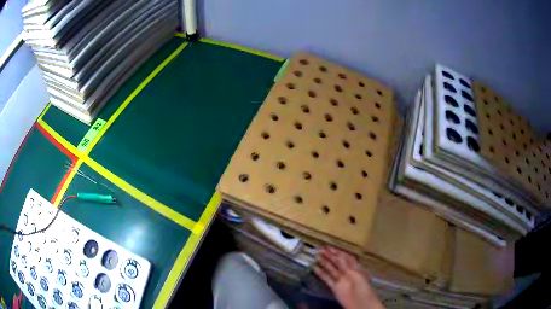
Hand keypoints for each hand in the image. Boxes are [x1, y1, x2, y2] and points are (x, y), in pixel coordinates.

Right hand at [314, 247, 383, 308]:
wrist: (362, 304)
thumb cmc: (363, 289)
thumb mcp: (356, 274)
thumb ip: (347, 266)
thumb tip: (340, 255)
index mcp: (356, 268)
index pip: (346, 257)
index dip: (338, 251)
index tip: (330, 247)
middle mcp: (349, 273)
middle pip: (338, 262)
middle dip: (330, 255)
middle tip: (321, 250)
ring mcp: (342, 280)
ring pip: (332, 270)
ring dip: (325, 263)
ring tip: (317, 256)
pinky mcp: (335, 288)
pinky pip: (327, 279)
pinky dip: (321, 274)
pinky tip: (315, 268)